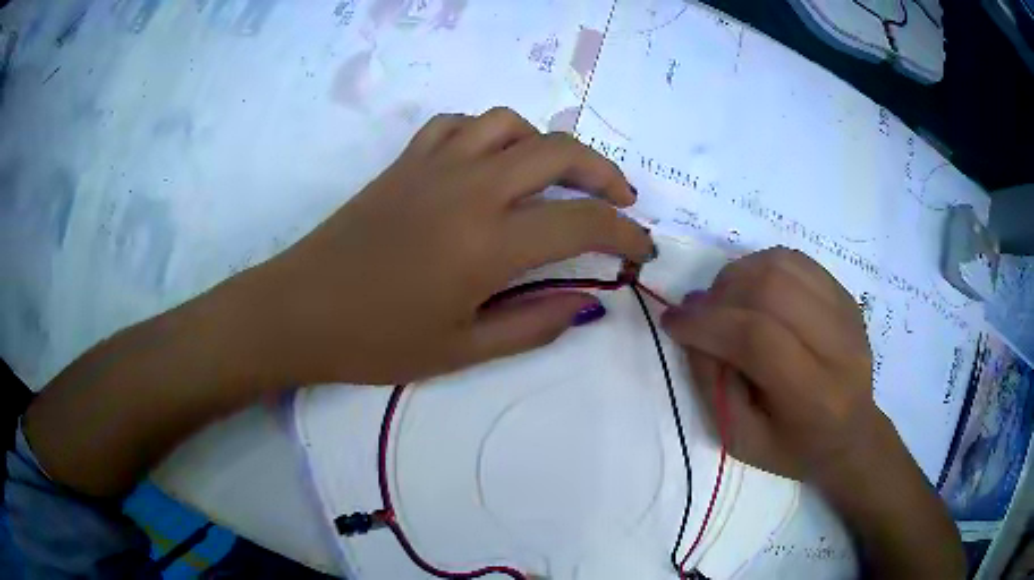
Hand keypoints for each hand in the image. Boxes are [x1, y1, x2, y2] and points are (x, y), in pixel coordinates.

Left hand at [239, 107, 652, 385]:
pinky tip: (490, 162)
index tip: (641, 248)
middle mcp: (469, 188)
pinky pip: (459, 124)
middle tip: (619, 201)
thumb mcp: (462, 351)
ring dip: (546, 144)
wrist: (299, 311)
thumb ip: (533, 324)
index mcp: (487, 243)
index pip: (583, 222)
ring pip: (510, 123)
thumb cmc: (376, 341)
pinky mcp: (405, 161)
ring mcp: (434, 165)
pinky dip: (488, 133)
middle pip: (560, 151)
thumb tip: (587, 302)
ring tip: (554, 177)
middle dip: (604, 174)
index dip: (625, 234)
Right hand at [660, 247, 880, 480]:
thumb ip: (713, 385)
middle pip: (772, 290)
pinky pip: (797, 261)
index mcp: (813, 395)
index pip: (757, 339)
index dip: (708, 324)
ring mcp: (847, 314)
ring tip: (723, 298)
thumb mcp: (741, 439)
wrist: (850, 434)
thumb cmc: (793, 449)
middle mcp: (838, 346)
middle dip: (721, 294)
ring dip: (739, 273)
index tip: (673, 322)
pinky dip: (762, 265)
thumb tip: (695, 328)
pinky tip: (751, 287)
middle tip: (698, 310)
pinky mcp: (846, 296)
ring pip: (783, 266)